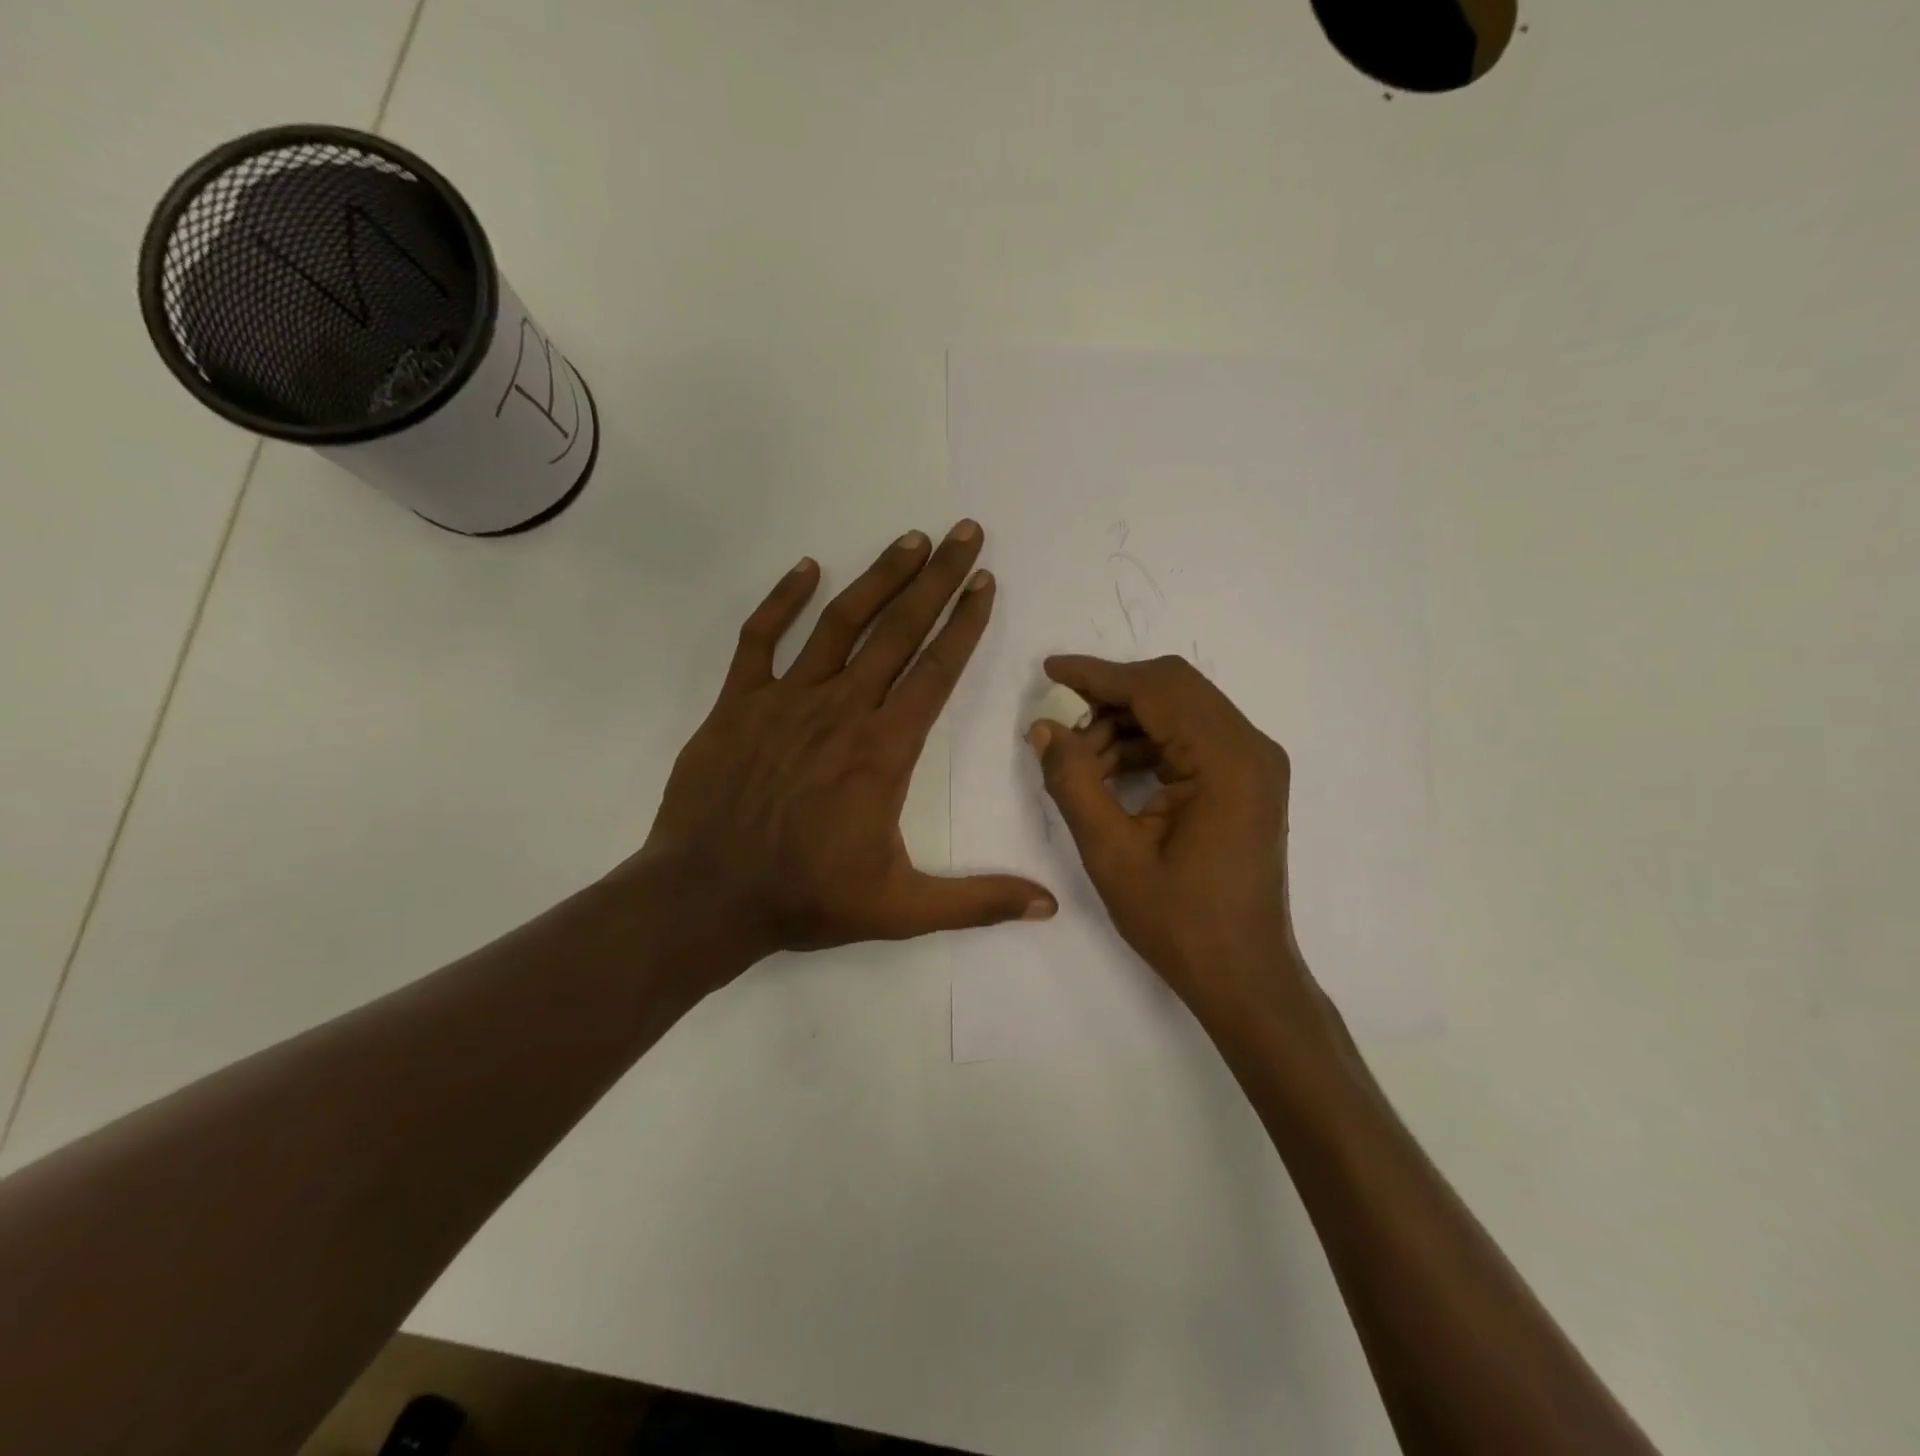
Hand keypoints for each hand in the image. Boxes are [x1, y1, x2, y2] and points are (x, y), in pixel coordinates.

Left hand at [631, 522, 1055, 975]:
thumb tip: (1049, 905)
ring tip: (911, 540)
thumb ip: (977, 901)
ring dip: (879, 577)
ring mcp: (785, 700)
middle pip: (899, 631)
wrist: (705, 897)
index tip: (986, 580)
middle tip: (965, 532)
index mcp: (882, 750)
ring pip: (840, 623)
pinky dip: (783, 600)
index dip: (965, 622)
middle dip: (938, 578)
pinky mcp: (737, 702)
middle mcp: (841, 709)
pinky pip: (760, 638)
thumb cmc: (807, 899)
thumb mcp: (901, 910)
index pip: (936, 671)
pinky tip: (807, 568)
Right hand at [1031, 655, 1305, 1019]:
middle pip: (1173, 689)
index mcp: (1227, 760)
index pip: (1156, 689)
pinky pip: (1189, 739)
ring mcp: (1253, 764)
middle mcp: (1250, 748)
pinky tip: (1108, 772)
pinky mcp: (1245, 781)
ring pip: (1179, 711)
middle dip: (1110, 697)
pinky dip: (1146, 744)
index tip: (1050, 670)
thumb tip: (1043, 728)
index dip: (1098, 675)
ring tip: (1079, 761)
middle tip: (1061, 722)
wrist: (1242, 975)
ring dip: (1125, 724)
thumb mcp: (1111, 853)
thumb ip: (1073, 782)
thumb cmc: (1179, 922)